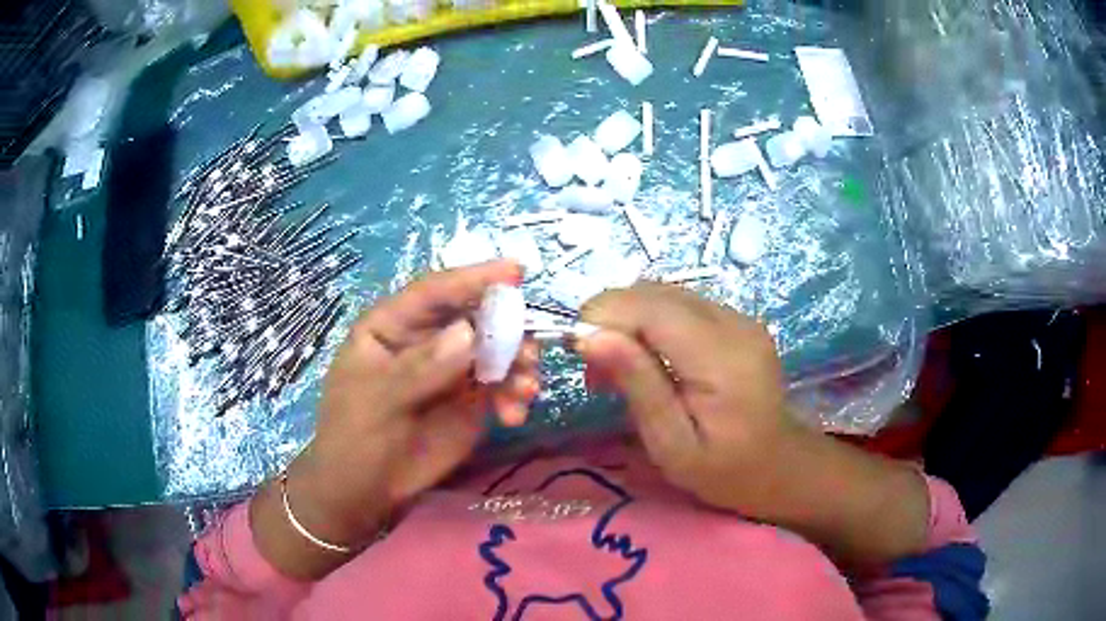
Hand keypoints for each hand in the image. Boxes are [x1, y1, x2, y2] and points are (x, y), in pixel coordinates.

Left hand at [253, 261, 540, 578]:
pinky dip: (515, 395)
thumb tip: (469, 333)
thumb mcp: (378, 399)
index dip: (474, 278)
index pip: (434, 292)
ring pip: (496, 350)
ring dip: (518, 365)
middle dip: (509, 329)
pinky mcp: (471, 400)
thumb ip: (421, 367)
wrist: (366, 490)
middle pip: (475, 316)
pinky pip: (502, 385)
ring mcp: (452, 369)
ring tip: (525, 392)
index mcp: (393, 326)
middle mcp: (427, 339)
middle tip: (529, 354)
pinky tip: (513, 416)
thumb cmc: (354, 436)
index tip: (516, 272)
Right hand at [577, 282, 793, 516]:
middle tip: (596, 369)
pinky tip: (647, 357)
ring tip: (618, 366)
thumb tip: (589, 336)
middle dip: (611, 317)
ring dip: (628, 318)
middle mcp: (734, 323)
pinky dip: (649, 321)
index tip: (578, 351)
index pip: (652, 308)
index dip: (605, 316)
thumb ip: (636, 385)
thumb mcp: (671, 444)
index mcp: (722, 358)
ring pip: (663, 293)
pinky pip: (679, 304)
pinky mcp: (735, 319)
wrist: (777, 465)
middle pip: (655, 292)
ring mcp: (739, 317)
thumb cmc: (721, 469)